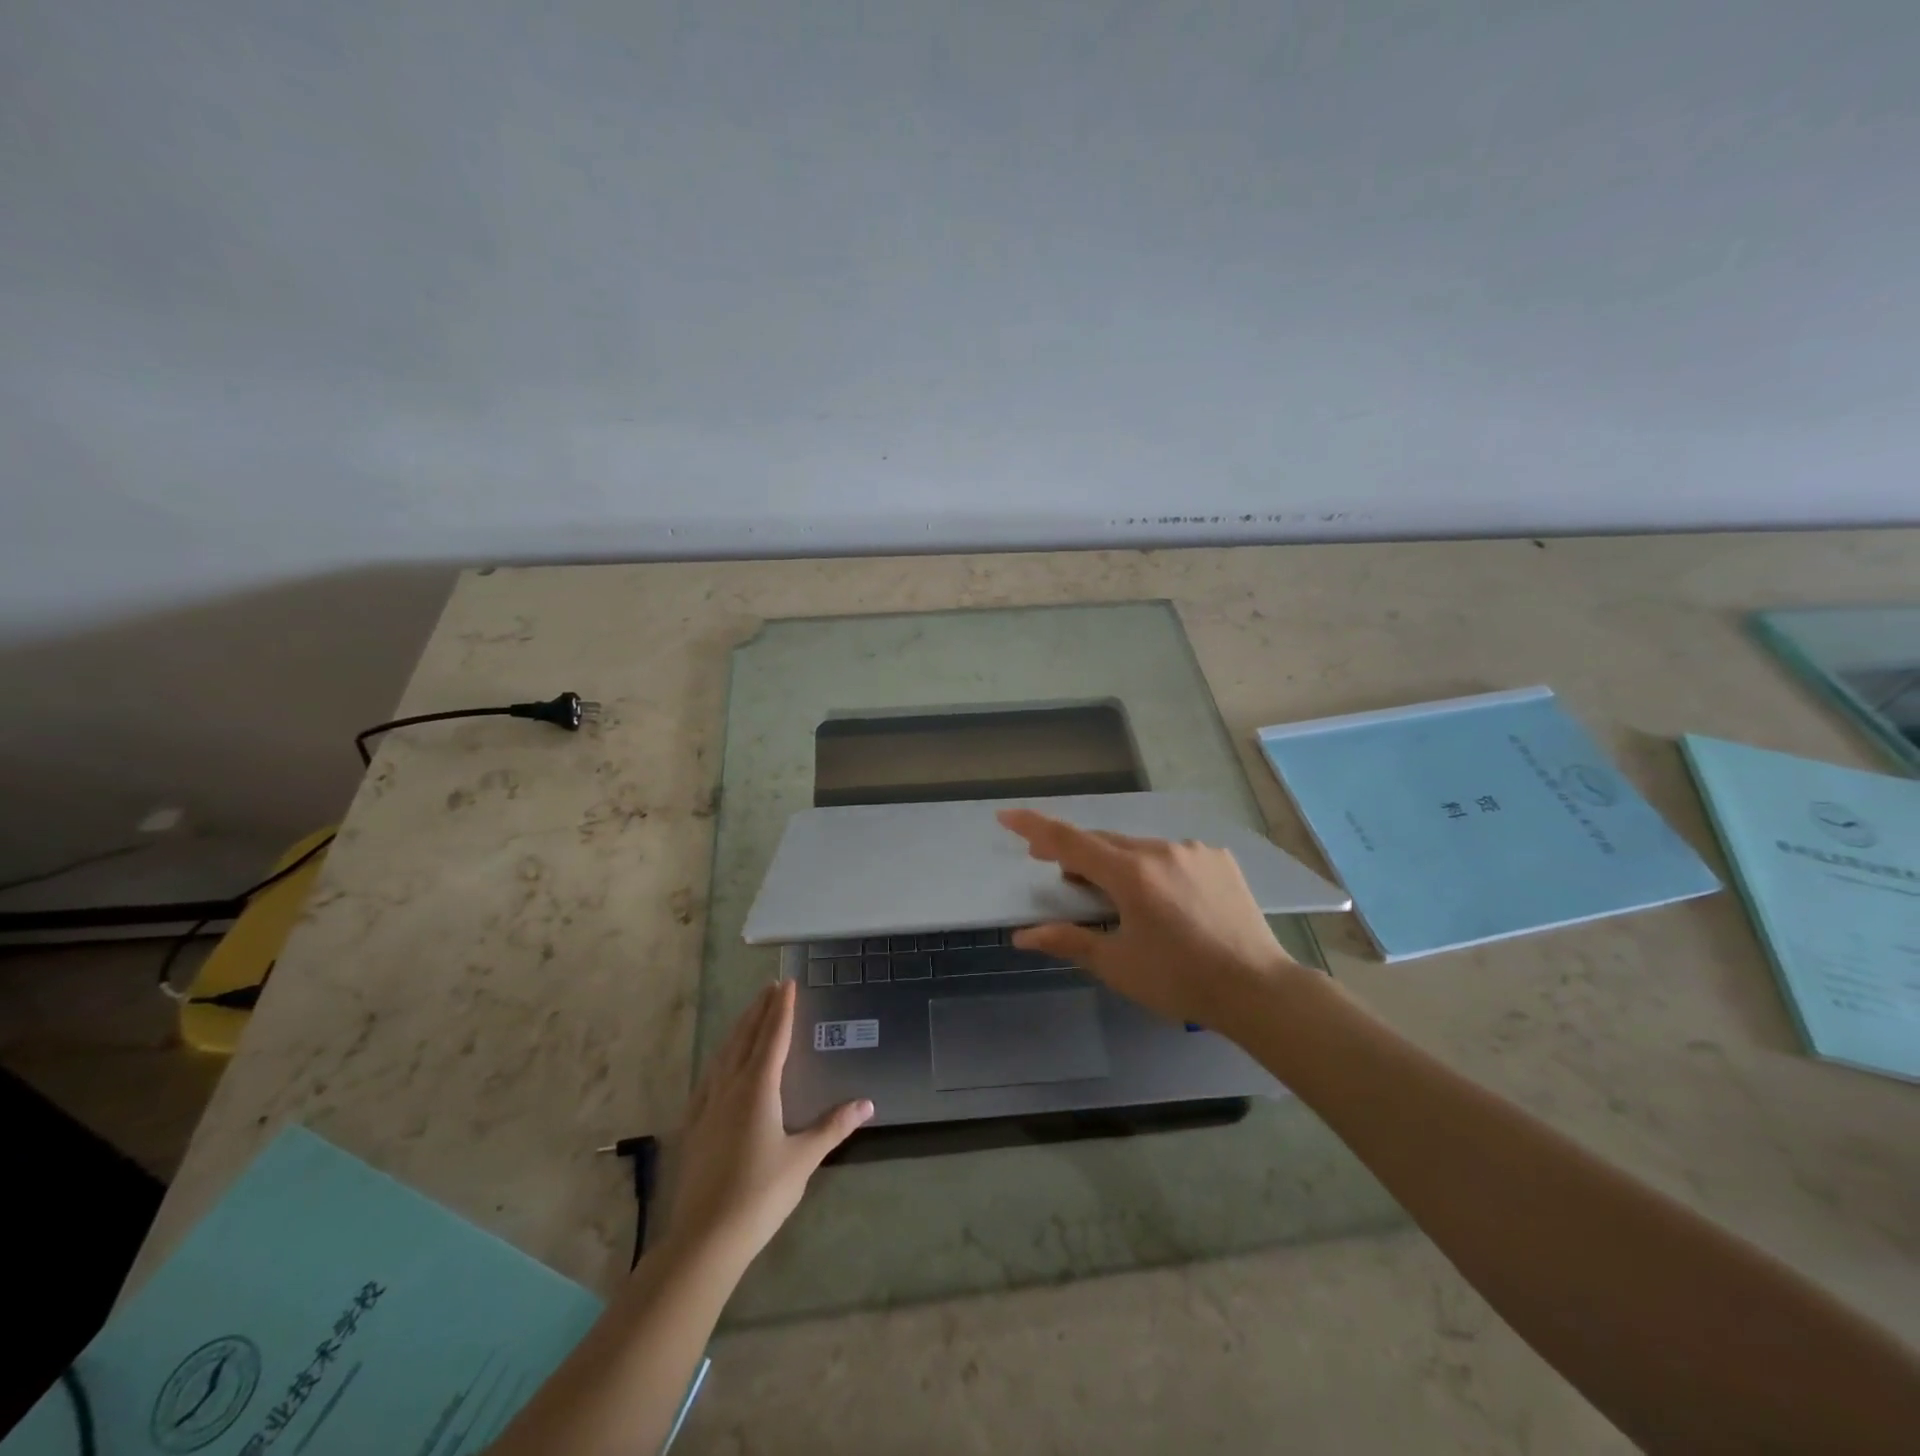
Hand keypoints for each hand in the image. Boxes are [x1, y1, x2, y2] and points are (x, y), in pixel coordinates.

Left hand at [657, 980, 871, 1268]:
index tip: (786, 983)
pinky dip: (721, 1058)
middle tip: (769, 987)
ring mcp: (707, 1106)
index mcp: (757, 1088)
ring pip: (724, 1055)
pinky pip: (709, 1077)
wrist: (704, 1239)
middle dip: (759, 1011)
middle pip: (745, 1038)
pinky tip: (720, 1064)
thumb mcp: (803, 1159)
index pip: (773, 1037)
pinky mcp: (694, 1126)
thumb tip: (867, 1103)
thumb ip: (833, 1127)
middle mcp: (730, 1087)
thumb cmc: (760, 1194)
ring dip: (739, 1030)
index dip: (781, 1009)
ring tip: (748, 1014)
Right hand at [998, 808, 1314, 1026]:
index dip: (1034, 827)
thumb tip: (1023, 936)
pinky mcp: (1218, 858)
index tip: (1007, 815)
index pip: (1070, 841)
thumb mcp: (1117, 964)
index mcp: (1131, 874)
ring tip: (1114, 896)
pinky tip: (1162, 898)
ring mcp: (1193, 850)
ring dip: (1117, 864)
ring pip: (1139, 848)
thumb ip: (1069, 940)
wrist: (1257, 988)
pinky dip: (1154, 868)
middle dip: (1076, 855)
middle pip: (1104, 843)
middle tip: (1060, 877)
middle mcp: (1160, 850)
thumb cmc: (1179, 980)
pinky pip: (1172, 854)